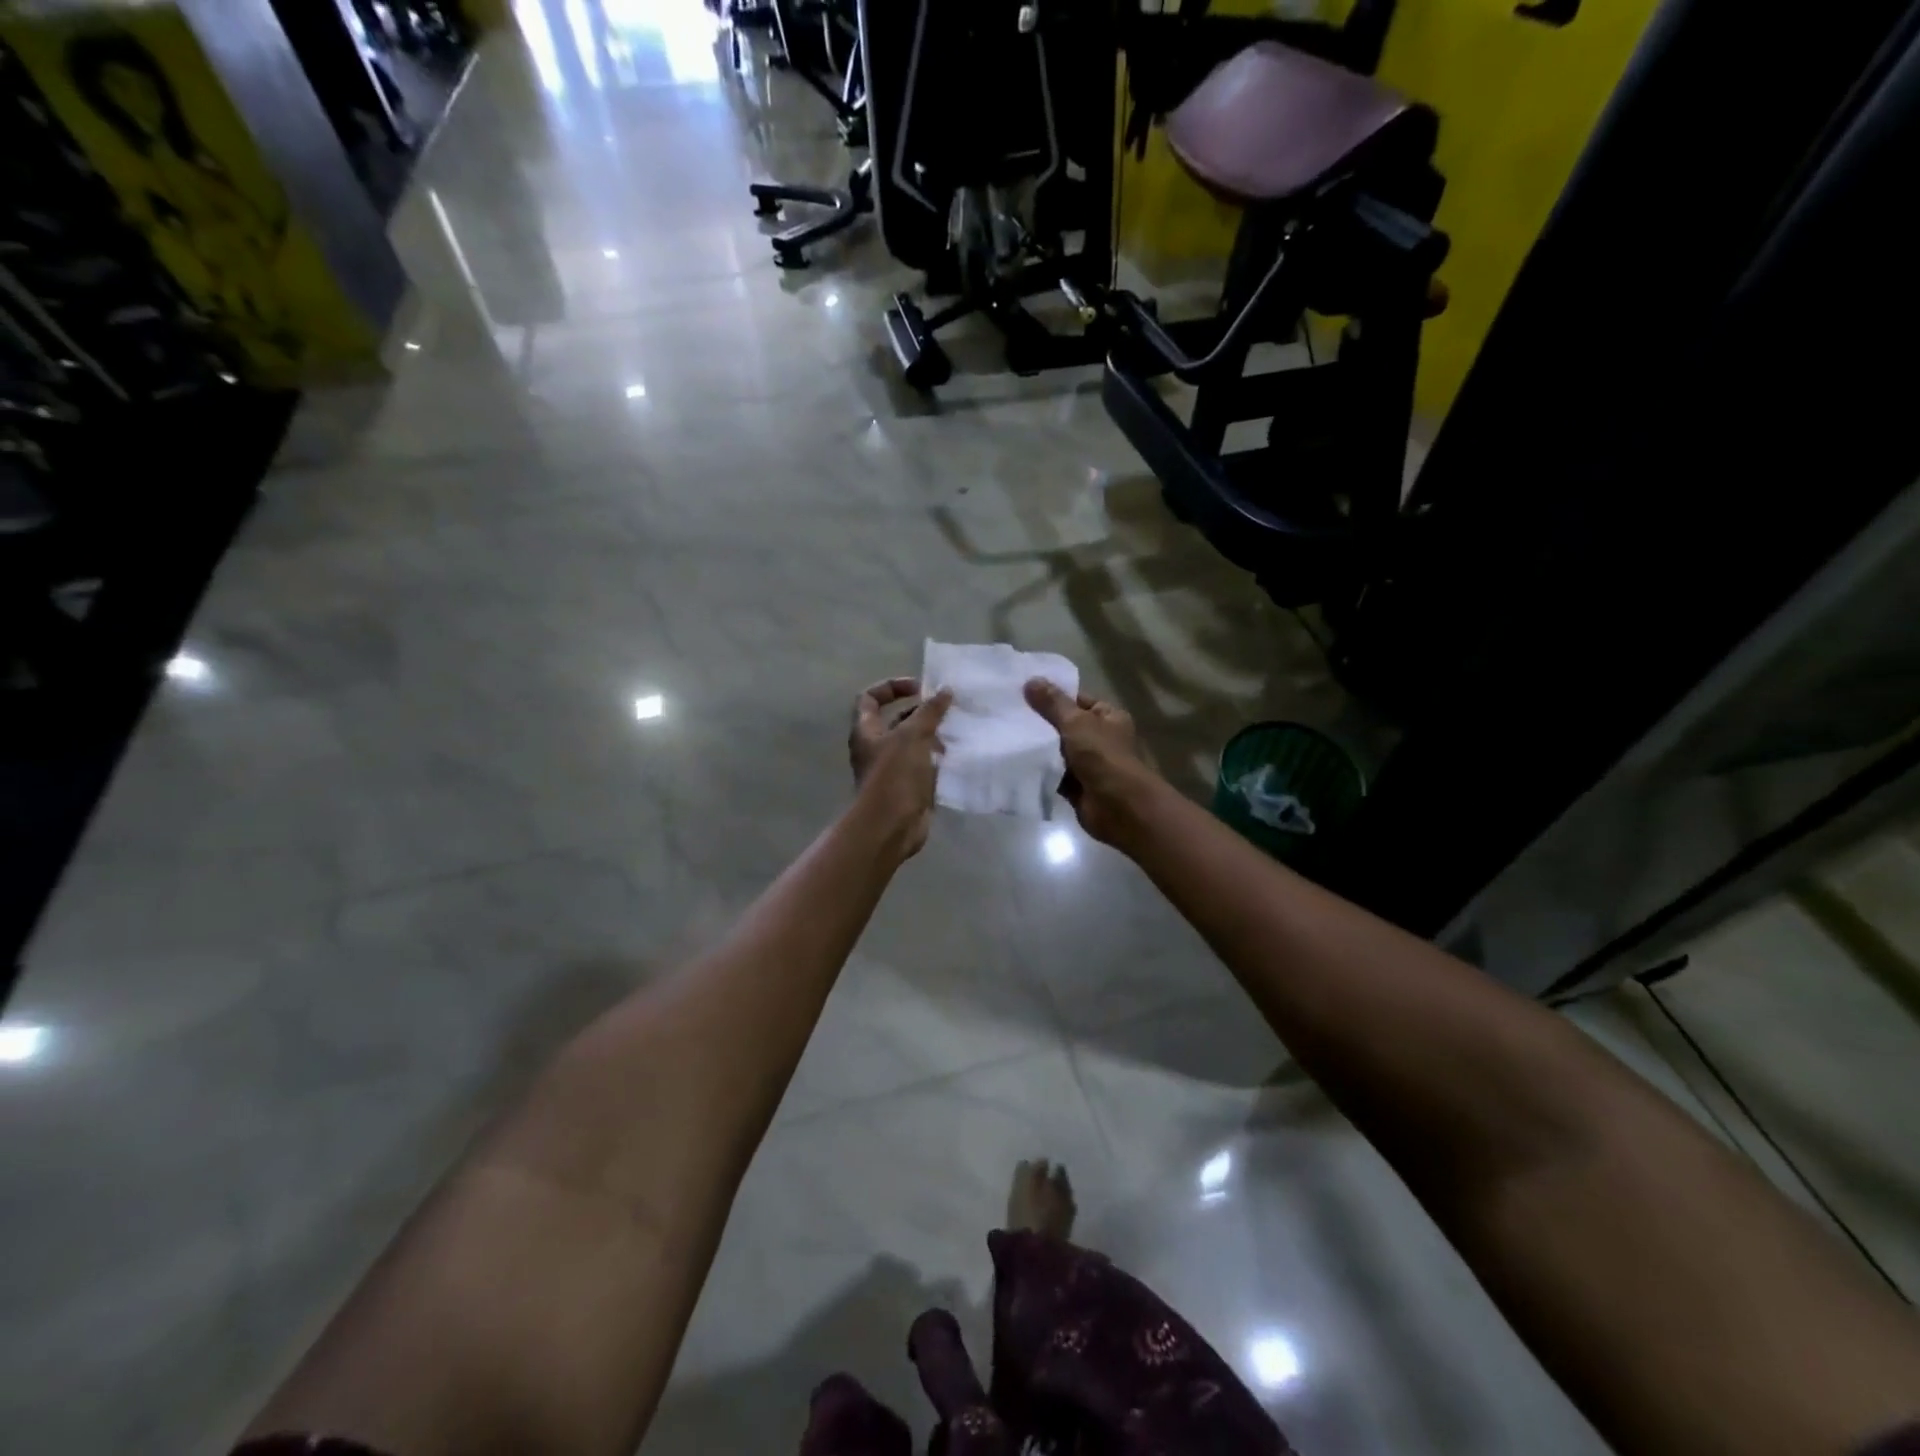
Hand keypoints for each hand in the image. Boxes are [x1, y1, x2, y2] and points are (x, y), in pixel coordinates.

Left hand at [849, 678, 952, 857]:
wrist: (890, 826)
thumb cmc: (894, 775)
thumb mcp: (913, 735)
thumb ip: (930, 711)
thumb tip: (945, 690)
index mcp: (867, 731)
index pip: (871, 698)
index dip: (892, 687)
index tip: (919, 688)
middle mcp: (877, 748)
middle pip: (897, 720)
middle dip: (922, 713)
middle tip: (948, 709)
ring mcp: (892, 769)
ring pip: (914, 744)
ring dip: (934, 736)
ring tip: (957, 732)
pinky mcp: (909, 788)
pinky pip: (925, 766)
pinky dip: (939, 760)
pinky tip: (958, 756)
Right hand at [1023, 679, 1157, 844]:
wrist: (1118, 806)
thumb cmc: (1102, 756)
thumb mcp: (1076, 722)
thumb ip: (1052, 703)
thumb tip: (1031, 680)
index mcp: (1108, 717)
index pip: (1078, 700)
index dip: (1053, 696)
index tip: (1023, 692)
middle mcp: (1099, 738)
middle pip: (1065, 725)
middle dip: (1041, 722)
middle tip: (1008, 713)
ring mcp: (1088, 764)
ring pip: (1057, 751)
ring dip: (1038, 748)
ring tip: (1005, 734)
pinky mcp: (1076, 786)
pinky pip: (1053, 773)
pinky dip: (1039, 770)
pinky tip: (1014, 761)